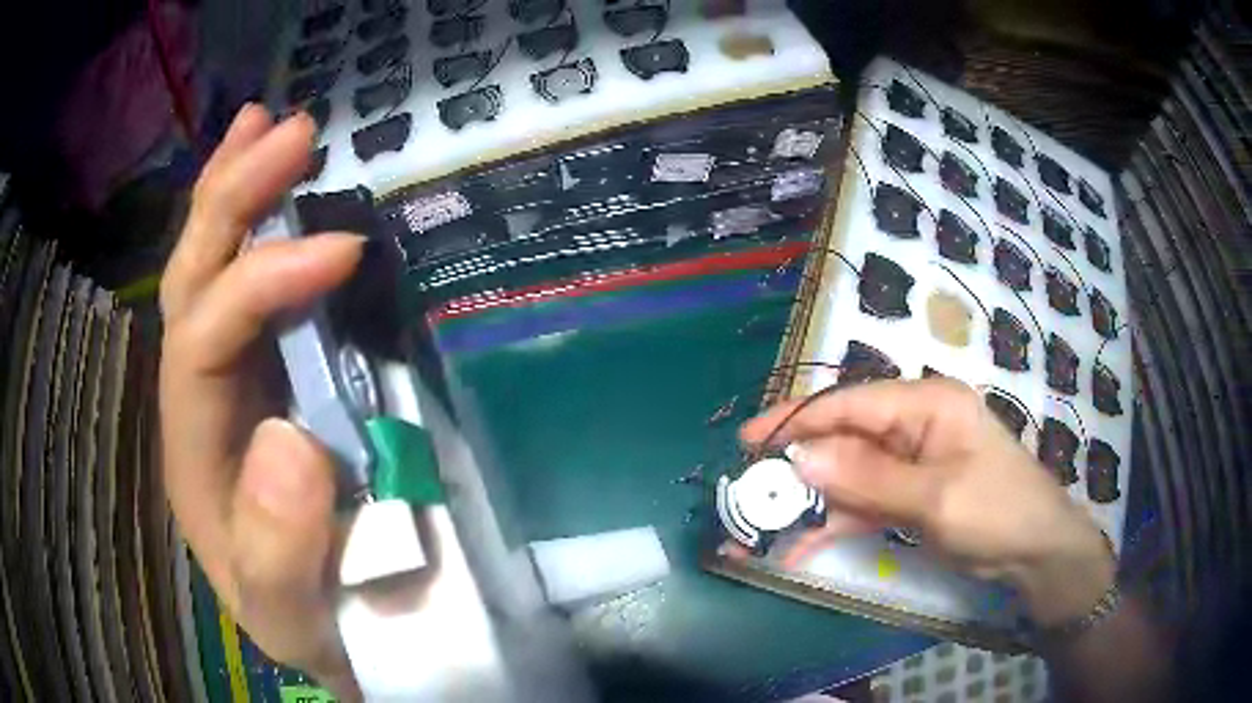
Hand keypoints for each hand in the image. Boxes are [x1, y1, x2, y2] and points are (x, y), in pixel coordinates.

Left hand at [160, 105, 363, 696]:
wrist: (323, 628)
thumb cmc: (310, 620)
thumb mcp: (293, 613)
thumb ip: (280, 552)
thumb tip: (292, 438)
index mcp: (196, 450)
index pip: (205, 340)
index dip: (263, 284)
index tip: (345, 249)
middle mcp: (199, 396)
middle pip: (191, 279)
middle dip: (231, 197)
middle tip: (290, 128)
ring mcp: (227, 376)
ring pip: (206, 266)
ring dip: (231, 188)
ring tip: (264, 121)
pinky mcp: (261, 371)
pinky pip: (241, 283)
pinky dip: (250, 223)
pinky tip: (272, 182)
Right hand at [740, 378, 1114, 625]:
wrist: (1035, 554)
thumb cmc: (997, 511)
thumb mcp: (934, 496)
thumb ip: (868, 477)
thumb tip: (801, 456)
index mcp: (927, 403)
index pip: (852, 403)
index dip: (799, 419)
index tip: (750, 441)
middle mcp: (914, 425)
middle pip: (845, 439)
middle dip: (799, 467)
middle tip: (751, 494)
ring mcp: (910, 462)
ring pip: (849, 474)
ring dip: (811, 502)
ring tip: (764, 527)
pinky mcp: (908, 495)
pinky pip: (863, 502)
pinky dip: (834, 523)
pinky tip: (802, 545)